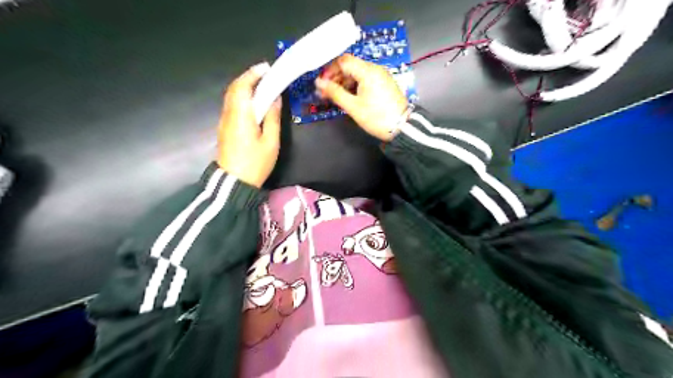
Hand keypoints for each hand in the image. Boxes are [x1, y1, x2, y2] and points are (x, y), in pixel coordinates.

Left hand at [214, 62, 279, 188]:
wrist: (234, 182)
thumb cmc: (256, 163)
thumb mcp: (271, 142)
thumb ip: (273, 118)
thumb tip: (275, 99)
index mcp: (241, 116)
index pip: (243, 86)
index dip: (253, 74)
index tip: (267, 68)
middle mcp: (229, 114)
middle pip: (234, 88)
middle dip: (248, 77)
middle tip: (265, 75)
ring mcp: (224, 121)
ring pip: (231, 96)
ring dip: (244, 86)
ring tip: (261, 85)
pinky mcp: (225, 128)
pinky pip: (232, 105)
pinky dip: (241, 97)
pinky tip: (252, 102)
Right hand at [318, 54, 409, 140]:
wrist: (402, 127)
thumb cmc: (376, 117)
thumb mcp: (353, 106)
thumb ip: (335, 93)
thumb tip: (319, 83)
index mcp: (367, 71)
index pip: (343, 61)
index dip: (330, 70)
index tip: (322, 84)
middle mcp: (375, 69)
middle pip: (350, 66)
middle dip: (336, 77)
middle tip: (326, 92)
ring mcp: (380, 76)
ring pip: (357, 73)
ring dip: (344, 82)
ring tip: (335, 96)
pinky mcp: (383, 83)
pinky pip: (365, 79)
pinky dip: (354, 85)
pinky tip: (348, 96)